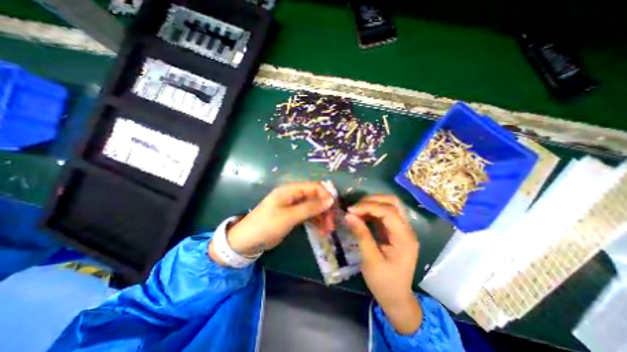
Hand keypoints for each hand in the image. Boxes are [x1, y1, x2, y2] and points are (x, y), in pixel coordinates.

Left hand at [209, 181, 335, 261]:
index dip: (325, 195)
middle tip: (331, 223)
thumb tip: (330, 200)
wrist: (247, 242)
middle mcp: (293, 195)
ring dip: (321, 217)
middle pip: (314, 197)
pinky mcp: (293, 215)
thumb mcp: (289, 217)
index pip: (313, 186)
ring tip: (328, 230)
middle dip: (324, 208)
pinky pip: (308, 215)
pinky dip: (315, 222)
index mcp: (290, 190)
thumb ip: (310, 208)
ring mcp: (293, 206)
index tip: (335, 207)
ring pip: (313, 207)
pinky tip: (321, 230)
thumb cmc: (266, 226)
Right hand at [346, 196, 423, 335]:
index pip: (389, 211)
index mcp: (404, 238)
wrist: (396, 298)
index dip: (368, 206)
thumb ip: (361, 235)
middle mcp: (407, 229)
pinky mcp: (395, 231)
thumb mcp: (370, 260)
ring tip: (356, 211)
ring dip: (372, 204)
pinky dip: (372, 211)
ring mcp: (402, 229)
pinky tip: (361, 216)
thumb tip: (348, 215)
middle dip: (372, 200)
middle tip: (354, 208)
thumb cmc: (384, 283)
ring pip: (389, 205)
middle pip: (393, 202)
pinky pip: (384, 214)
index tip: (350, 210)